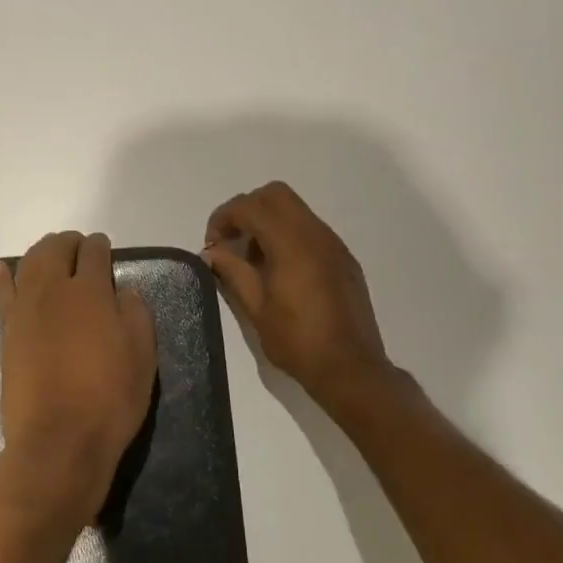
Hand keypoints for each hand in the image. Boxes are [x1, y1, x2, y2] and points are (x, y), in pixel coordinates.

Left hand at [0, 231, 156, 541]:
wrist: (59, 441)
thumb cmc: (109, 399)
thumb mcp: (142, 356)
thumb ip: (135, 314)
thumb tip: (122, 290)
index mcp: (91, 292)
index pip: (93, 253)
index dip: (100, 246)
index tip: (104, 249)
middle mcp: (53, 290)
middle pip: (55, 250)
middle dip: (69, 243)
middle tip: (79, 247)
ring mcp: (24, 310)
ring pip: (28, 264)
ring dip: (41, 252)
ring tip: (51, 254)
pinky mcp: (7, 332)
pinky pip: (1, 293)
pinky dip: (2, 276)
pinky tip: (2, 267)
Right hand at [204, 182, 391, 405]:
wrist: (350, 368)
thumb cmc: (297, 341)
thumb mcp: (255, 308)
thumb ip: (232, 272)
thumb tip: (212, 252)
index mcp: (291, 243)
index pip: (250, 206)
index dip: (224, 217)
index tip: (212, 243)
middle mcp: (316, 234)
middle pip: (276, 194)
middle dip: (247, 209)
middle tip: (232, 241)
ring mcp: (334, 245)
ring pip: (296, 210)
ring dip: (268, 222)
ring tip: (253, 260)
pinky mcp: (343, 259)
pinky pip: (311, 230)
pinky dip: (288, 235)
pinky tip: (280, 271)